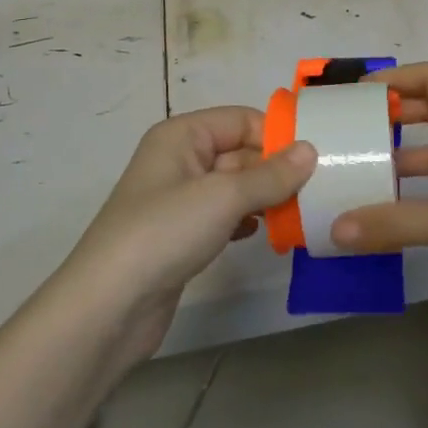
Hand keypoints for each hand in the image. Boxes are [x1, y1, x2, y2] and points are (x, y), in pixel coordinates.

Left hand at [63, 109, 315, 361]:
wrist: (108, 308)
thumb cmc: (164, 233)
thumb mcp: (224, 196)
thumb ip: (271, 174)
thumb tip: (311, 149)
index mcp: (182, 136)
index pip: (241, 119)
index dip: (277, 134)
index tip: (318, 156)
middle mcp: (180, 160)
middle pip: (240, 152)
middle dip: (276, 169)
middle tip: (319, 188)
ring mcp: (180, 200)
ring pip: (235, 186)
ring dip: (266, 197)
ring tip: (302, 211)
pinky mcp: (182, 235)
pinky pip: (226, 216)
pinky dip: (249, 220)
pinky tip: (270, 233)